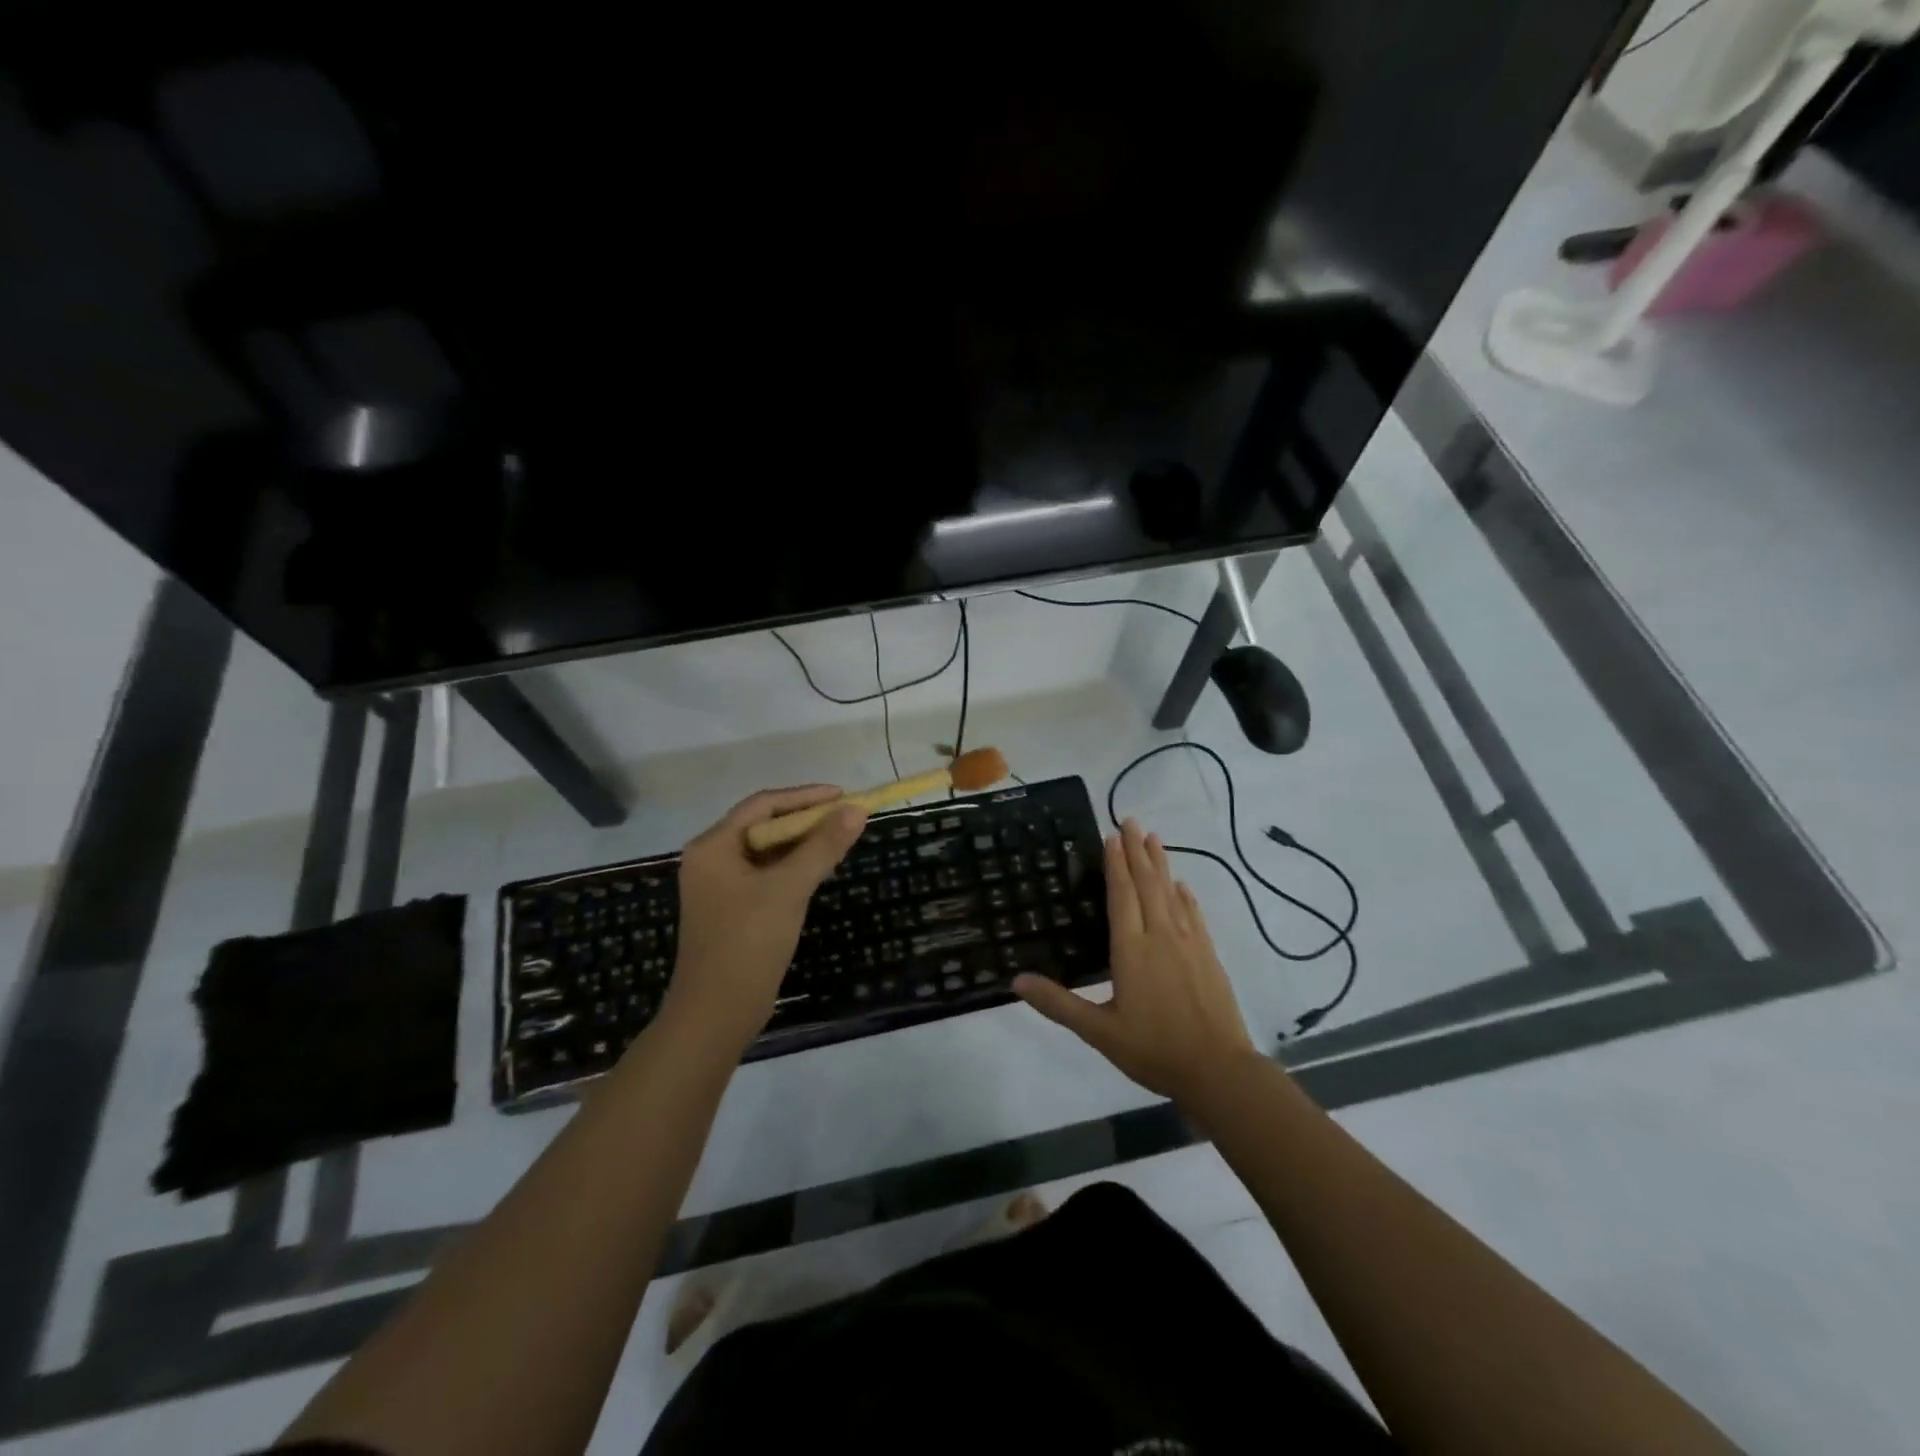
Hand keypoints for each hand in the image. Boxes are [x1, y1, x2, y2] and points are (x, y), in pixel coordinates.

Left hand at [666, 785, 866, 1052]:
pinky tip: (819, 872)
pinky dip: (793, 868)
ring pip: (767, 851)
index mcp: (713, 846)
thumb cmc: (748, 943)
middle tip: (847, 819)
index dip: (805, 796)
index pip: (763, 804)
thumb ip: (823, 846)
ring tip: (840, 841)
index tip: (844, 796)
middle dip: (806, 820)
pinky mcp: (732, 910)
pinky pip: (766, 875)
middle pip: (764, 825)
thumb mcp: (789, 889)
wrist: (716, 1014)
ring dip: (802, 845)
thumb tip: (856, 810)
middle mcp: (711, 859)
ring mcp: (720, 887)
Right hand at [1015, 818, 1257, 1105]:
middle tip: (1131, 820)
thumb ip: (1058, 1004)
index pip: (1122, 896)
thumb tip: (1016, 981)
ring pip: (1171, 893)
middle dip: (1138, 851)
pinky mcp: (1208, 956)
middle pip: (1148, 884)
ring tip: (1153, 838)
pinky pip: (1193, 914)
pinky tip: (1182, 885)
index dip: (1116, 864)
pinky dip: (1185, 895)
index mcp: (1131, 950)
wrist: (1218, 1071)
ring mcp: (1189, 944)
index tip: (1112, 835)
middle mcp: (1161, 936)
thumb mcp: (1099, 1032)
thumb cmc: (1154, 1050)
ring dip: (1161, 863)